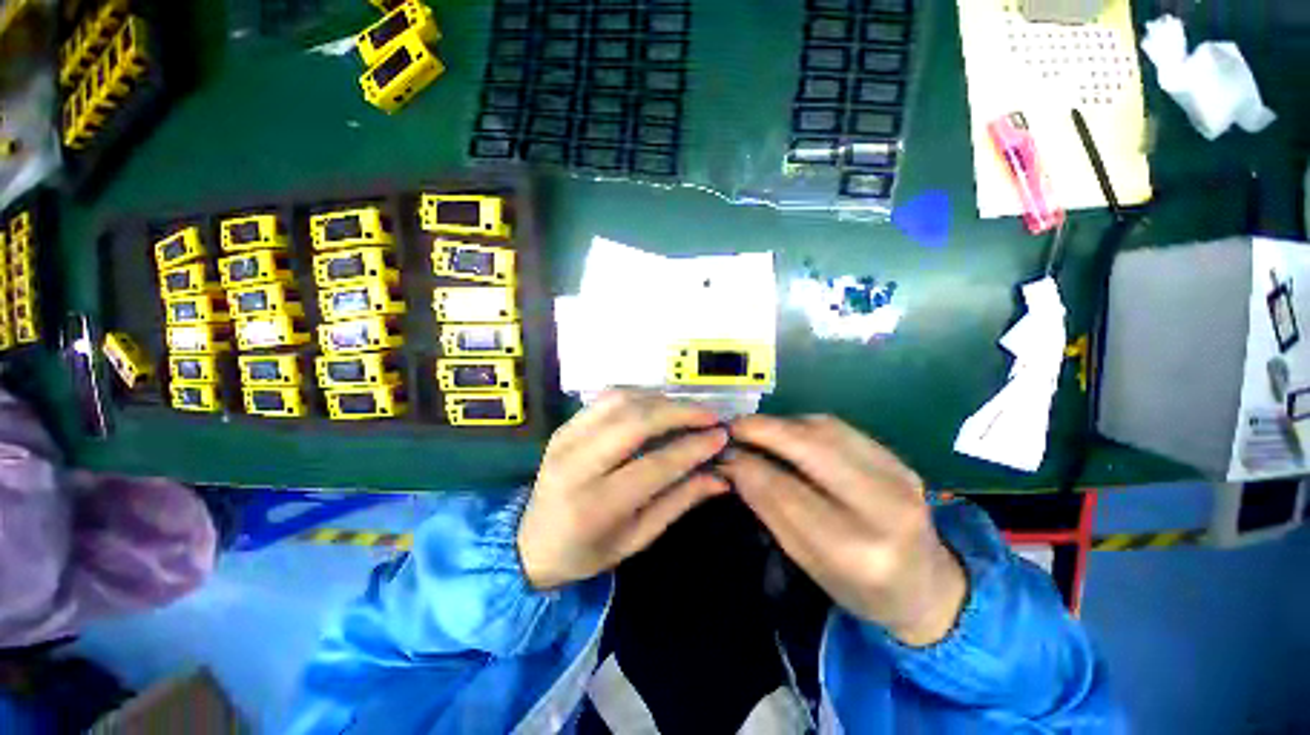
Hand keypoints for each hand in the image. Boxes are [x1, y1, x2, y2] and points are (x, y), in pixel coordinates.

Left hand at [518, 389, 729, 589]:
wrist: (530, 543)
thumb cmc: (588, 550)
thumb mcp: (637, 538)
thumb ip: (679, 502)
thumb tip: (720, 477)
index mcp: (598, 505)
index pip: (655, 465)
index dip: (693, 448)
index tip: (721, 435)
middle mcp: (578, 465)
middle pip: (636, 422)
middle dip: (680, 412)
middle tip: (710, 415)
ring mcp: (566, 439)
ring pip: (621, 401)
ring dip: (661, 399)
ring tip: (687, 410)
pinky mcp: (564, 426)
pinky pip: (606, 398)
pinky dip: (638, 395)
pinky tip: (657, 405)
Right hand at [720, 416, 966, 646]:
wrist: (927, 585)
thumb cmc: (858, 587)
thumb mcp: (807, 561)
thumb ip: (769, 509)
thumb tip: (734, 464)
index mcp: (857, 550)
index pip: (787, 492)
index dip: (748, 466)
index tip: (723, 453)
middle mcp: (884, 508)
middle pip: (812, 449)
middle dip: (764, 430)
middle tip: (733, 426)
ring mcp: (899, 477)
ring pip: (826, 430)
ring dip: (783, 423)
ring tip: (757, 430)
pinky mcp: (898, 459)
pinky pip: (841, 428)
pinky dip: (805, 424)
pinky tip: (789, 432)